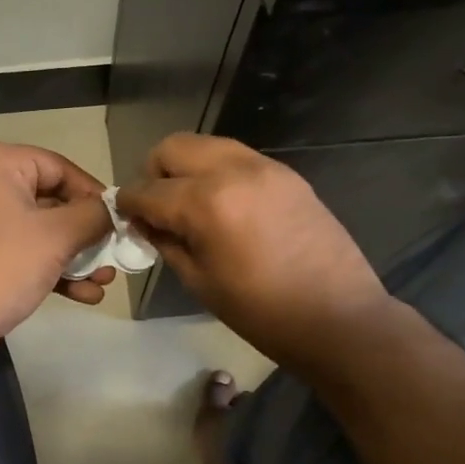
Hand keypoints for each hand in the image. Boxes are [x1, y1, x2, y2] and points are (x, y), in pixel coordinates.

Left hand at [0, 141, 115, 366]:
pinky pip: (23, 251)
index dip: (93, 194)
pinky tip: (84, 295)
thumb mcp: (58, 235)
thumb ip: (94, 216)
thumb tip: (114, 212)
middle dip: (87, 233)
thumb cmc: (2, 265)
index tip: (119, 221)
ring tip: (105, 281)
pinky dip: (51, 268)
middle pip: (51, 200)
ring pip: (40, 230)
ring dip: (75, 256)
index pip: (59, 167)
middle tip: (115, 256)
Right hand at [117, 134, 394, 377]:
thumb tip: (145, 222)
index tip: (125, 216)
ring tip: (191, 204)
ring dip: (187, 168)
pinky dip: (218, 173)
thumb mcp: (200, 281)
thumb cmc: (262, 312)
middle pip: (173, 148)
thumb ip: (166, 242)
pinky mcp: (286, 173)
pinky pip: (237, 158)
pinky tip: (225, 207)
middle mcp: (232, 171)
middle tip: (159, 207)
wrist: (339, 317)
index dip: (128, 204)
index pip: (148, 190)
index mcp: (206, 203)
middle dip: (155, 173)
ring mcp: (264, 167)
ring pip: (206, 145)